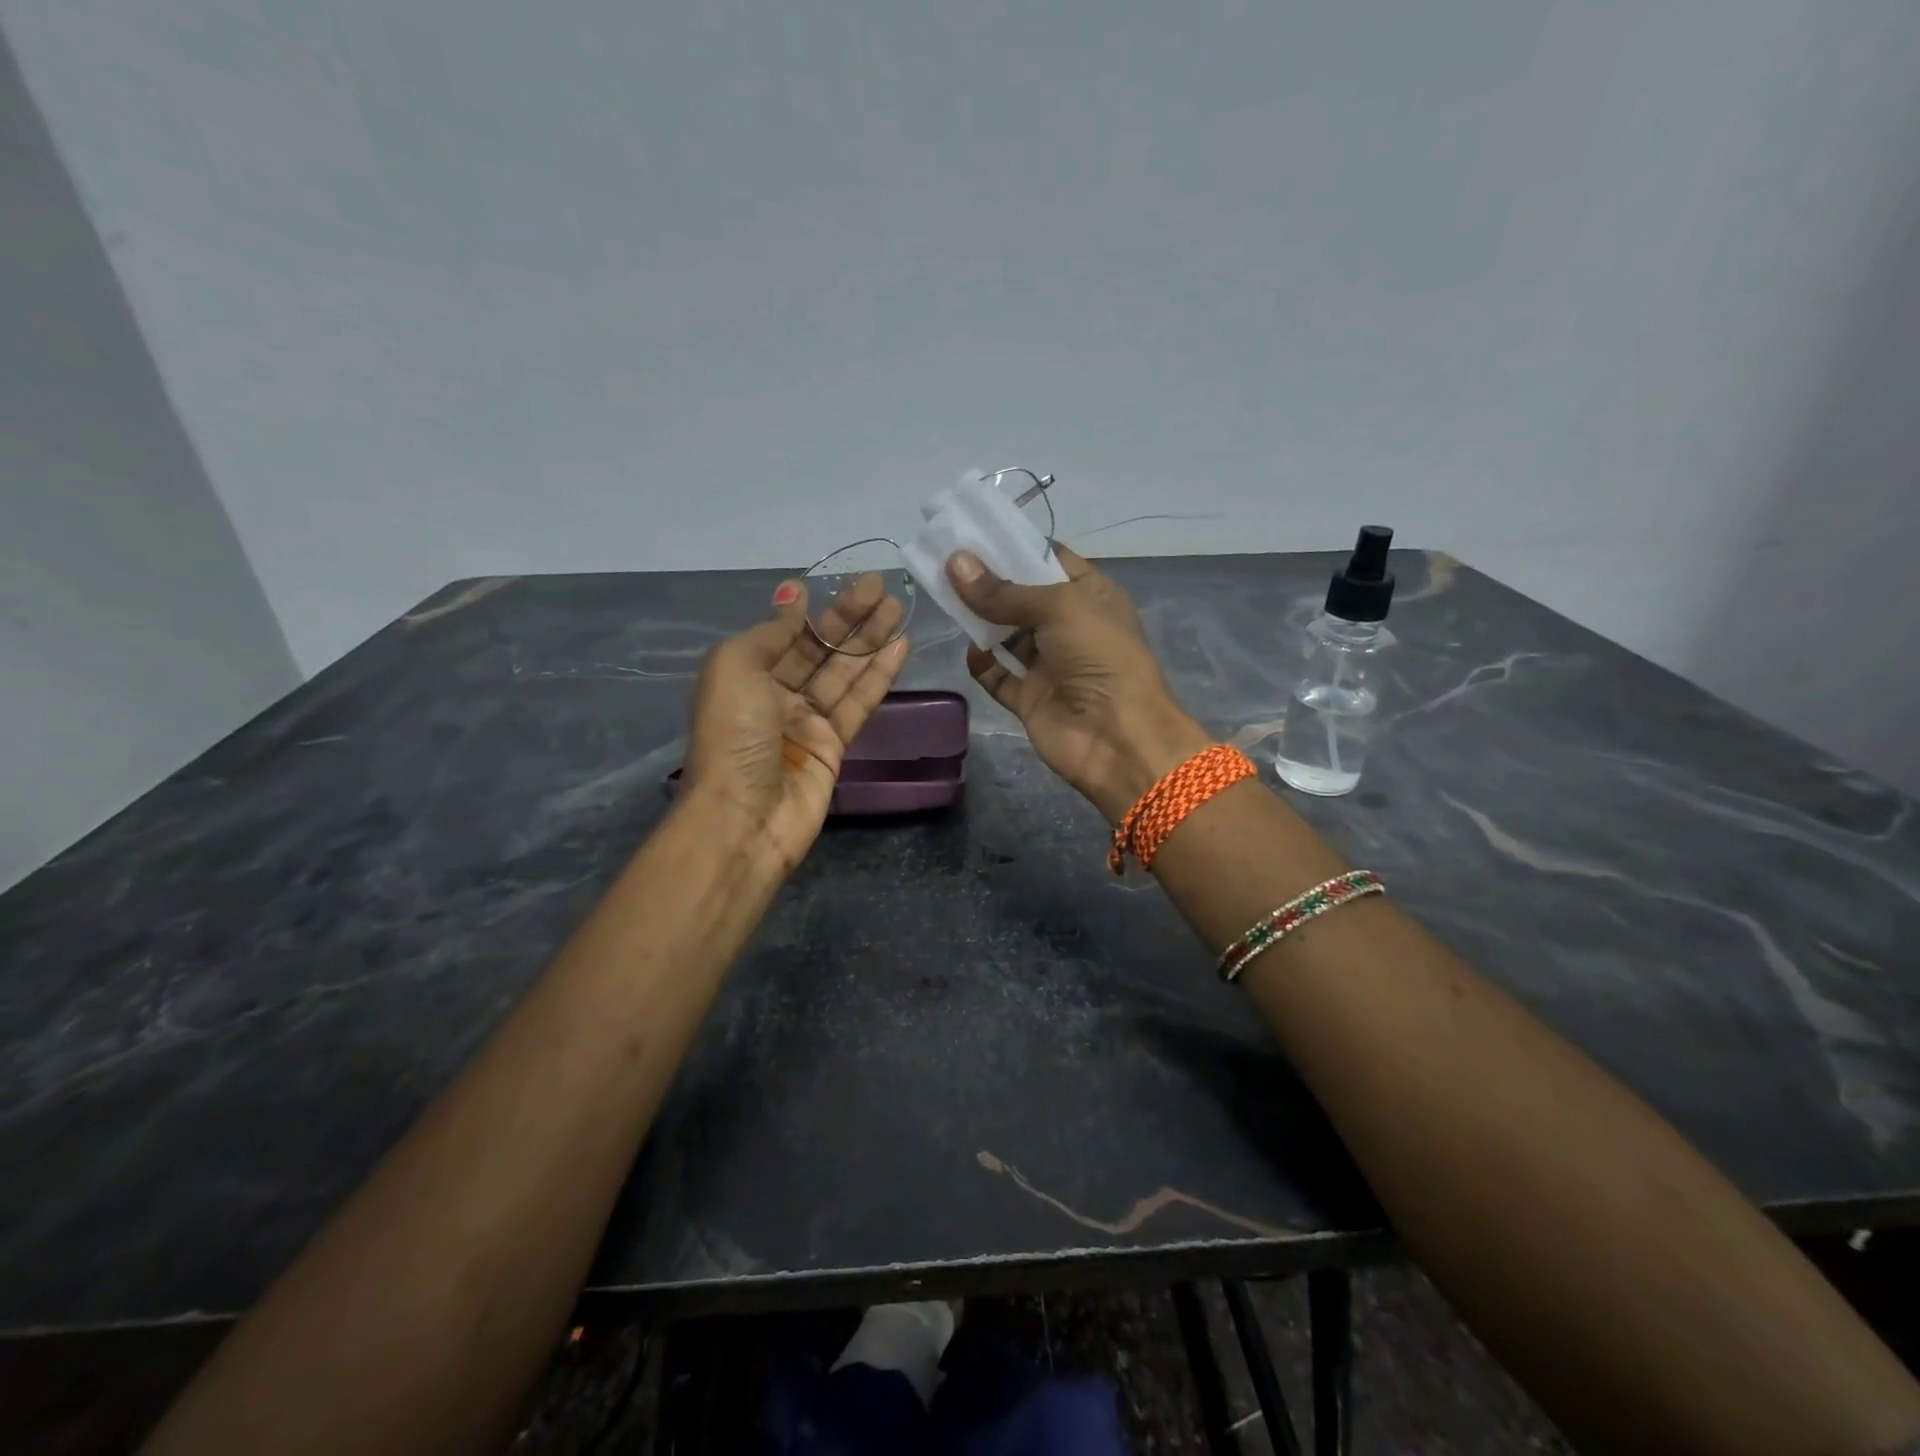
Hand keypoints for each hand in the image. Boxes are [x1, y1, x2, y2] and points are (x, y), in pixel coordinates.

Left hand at [683, 575, 908, 872]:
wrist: (744, 818)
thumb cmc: (733, 736)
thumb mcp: (736, 668)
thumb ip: (771, 632)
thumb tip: (792, 596)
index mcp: (745, 675)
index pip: (785, 634)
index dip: (812, 609)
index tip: (839, 584)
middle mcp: (775, 695)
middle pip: (819, 649)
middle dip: (849, 617)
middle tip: (882, 587)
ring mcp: (806, 723)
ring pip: (844, 672)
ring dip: (870, 640)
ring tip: (898, 608)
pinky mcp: (834, 747)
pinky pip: (858, 703)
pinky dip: (878, 676)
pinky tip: (900, 647)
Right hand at [947, 545, 1209, 822]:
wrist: (1117, 738)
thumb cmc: (1100, 657)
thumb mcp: (1059, 608)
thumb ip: (1004, 590)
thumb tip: (955, 562)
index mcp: (1090, 596)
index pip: (1049, 560)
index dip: (1013, 545)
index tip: (972, 532)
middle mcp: (1069, 627)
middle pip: (1021, 597)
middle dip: (988, 581)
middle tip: (946, 561)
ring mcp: (1049, 665)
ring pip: (1006, 635)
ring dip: (980, 620)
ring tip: (945, 597)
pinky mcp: (1030, 698)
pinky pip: (998, 676)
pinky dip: (983, 664)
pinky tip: (971, 650)